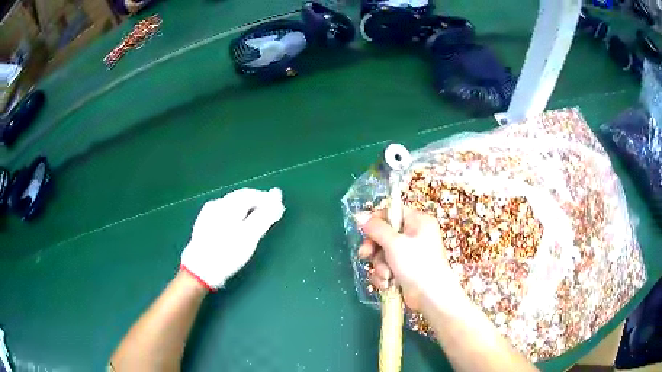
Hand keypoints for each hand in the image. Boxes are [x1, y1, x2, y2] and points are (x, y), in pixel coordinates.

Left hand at [181, 188, 284, 289]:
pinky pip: (224, 212)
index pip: (252, 194)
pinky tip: (237, 226)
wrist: (199, 271)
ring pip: (232, 205)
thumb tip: (277, 196)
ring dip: (246, 209)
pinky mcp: (203, 224)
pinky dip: (236, 215)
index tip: (278, 208)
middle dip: (257, 203)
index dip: (267, 199)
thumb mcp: (249, 236)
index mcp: (228, 205)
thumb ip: (264, 216)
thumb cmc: (227, 253)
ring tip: (256, 221)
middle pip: (241, 197)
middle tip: (270, 214)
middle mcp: (217, 204)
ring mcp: (208, 213)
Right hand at [357, 207, 456, 309]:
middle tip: (364, 254)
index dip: (377, 220)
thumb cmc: (416, 264)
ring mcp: (410, 254)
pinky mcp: (405, 270)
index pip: (393, 212)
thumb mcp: (394, 243)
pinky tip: (387, 284)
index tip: (364, 229)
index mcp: (418, 221)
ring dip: (380, 265)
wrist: (430, 296)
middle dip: (374, 248)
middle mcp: (415, 235)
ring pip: (383, 253)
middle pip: (385, 234)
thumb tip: (359, 215)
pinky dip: (384, 275)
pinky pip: (387, 267)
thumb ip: (376, 228)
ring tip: (386, 275)